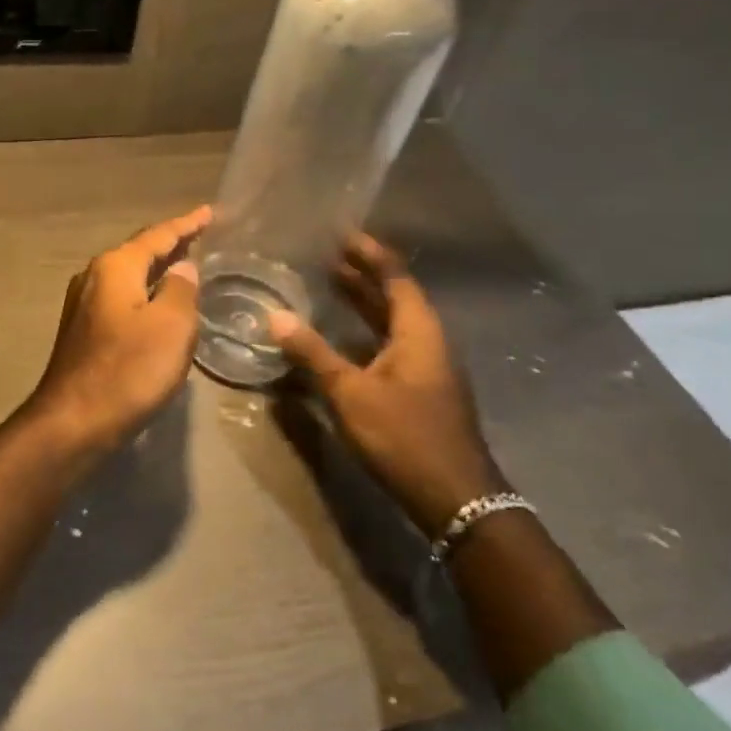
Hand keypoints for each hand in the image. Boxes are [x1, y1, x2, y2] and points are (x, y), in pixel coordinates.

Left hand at [25, 205, 210, 449]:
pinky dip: (145, 292)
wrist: (74, 420)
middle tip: (201, 236)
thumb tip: (182, 269)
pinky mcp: (83, 330)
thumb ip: (181, 289)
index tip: (209, 212)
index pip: (158, 235)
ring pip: (129, 276)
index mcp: (115, 266)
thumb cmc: (129, 369)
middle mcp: (94, 276)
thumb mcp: (171, 326)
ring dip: (157, 269)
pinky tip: (159, 303)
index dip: (186, 224)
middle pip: (139, 252)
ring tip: (186, 265)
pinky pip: (122, 298)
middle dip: (171, 244)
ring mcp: (84, 304)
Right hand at [269, 235, 503, 537]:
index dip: (368, 252)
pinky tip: (339, 337)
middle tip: (324, 253)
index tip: (339, 231)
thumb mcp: (351, 393)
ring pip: (391, 321)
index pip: (394, 275)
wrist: (456, 499)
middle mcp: (427, 340)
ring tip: (327, 283)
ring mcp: (426, 366)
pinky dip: (364, 330)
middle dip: (361, 273)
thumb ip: (313, 353)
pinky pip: (389, 343)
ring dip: (362, 302)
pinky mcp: (420, 388)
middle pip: (394, 295)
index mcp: (418, 330)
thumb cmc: (405, 436)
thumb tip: (275, 316)